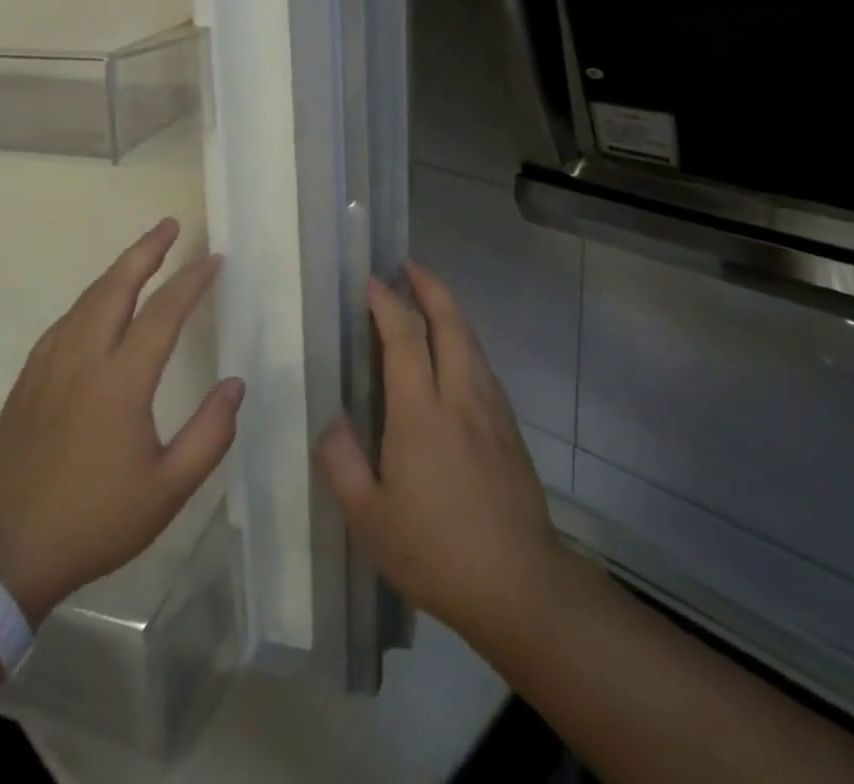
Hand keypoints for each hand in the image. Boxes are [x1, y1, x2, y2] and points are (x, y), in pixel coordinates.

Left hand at [0, 219, 243, 624]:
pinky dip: (91, 298)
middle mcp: (83, 358)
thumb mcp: (168, 490)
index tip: (213, 259)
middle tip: (171, 225)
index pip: (163, 313)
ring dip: (118, 269)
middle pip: (117, 285)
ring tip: (143, 253)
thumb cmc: (96, 520)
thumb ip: (210, 435)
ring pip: (88, 298)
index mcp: (121, 382)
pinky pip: (66, 320)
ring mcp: (49, 363)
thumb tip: (235, 384)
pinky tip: (100, 303)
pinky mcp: (29, 376)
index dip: (191, 281)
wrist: (8, 550)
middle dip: (146, 250)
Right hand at [317, 262, 577, 652]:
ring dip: (450, 310)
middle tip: (408, 266)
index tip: (371, 280)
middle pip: (451, 322)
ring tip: (429, 298)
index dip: (387, 302)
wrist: (522, 587)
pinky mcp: (510, 430)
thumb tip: (332, 421)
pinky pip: (484, 366)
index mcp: (421, 412)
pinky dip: (466, 341)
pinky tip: (456, 354)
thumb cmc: (436, 550)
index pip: (405, 336)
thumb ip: (342, 462)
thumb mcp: (369, 518)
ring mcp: (491, 411)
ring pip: (472, 341)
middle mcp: (460, 397)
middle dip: (429, 286)